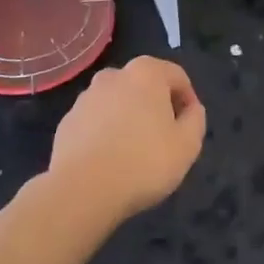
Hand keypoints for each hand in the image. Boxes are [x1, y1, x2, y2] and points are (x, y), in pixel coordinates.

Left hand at [39, 56, 206, 221]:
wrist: (82, 189)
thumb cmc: (143, 162)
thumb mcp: (187, 145)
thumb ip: (196, 119)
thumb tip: (191, 109)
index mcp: (145, 73)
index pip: (176, 76)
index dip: (188, 100)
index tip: (189, 126)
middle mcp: (113, 76)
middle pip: (144, 86)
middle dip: (156, 106)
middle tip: (164, 138)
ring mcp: (85, 97)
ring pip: (117, 102)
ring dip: (129, 118)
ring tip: (134, 152)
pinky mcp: (67, 120)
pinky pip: (96, 121)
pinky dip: (106, 132)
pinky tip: (109, 160)